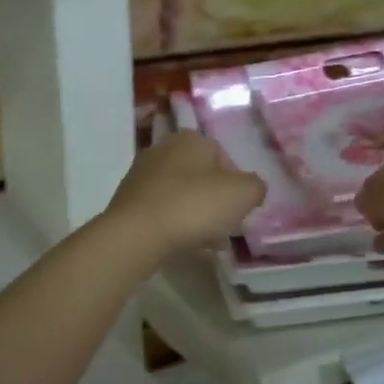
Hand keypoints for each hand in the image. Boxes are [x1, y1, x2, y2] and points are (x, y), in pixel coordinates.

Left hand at [105, 132, 265, 257]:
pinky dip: (175, 225)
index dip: (237, 186)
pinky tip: (184, 245)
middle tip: (226, 227)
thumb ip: (256, 187)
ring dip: (197, 216)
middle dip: (216, 202)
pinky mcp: (128, 201)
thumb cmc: (195, 205)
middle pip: (202, 177)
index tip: (240, 210)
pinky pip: (162, 211)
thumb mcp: (244, 194)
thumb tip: (252, 189)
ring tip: (208, 244)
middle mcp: (164, 148)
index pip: (225, 158)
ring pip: (181, 195)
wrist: (136, 234)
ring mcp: (142, 175)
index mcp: (192, 139)